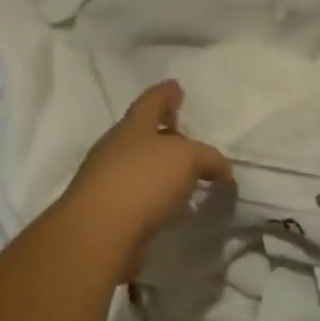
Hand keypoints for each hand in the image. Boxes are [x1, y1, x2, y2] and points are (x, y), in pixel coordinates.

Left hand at [58, 80, 230, 273]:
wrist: (99, 233)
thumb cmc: (143, 181)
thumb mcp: (187, 159)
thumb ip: (208, 158)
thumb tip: (220, 169)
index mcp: (132, 127)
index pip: (151, 102)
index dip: (166, 94)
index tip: (176, 87)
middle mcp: (115, 149)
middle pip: (140, 134)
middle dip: (162, 134)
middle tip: (183, 137)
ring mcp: (106, 181)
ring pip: (138, 167)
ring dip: (158, 169)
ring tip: (182, 178)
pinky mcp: (106, 212)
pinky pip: (136, 197)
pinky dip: (153, 197)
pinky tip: (169, 208)